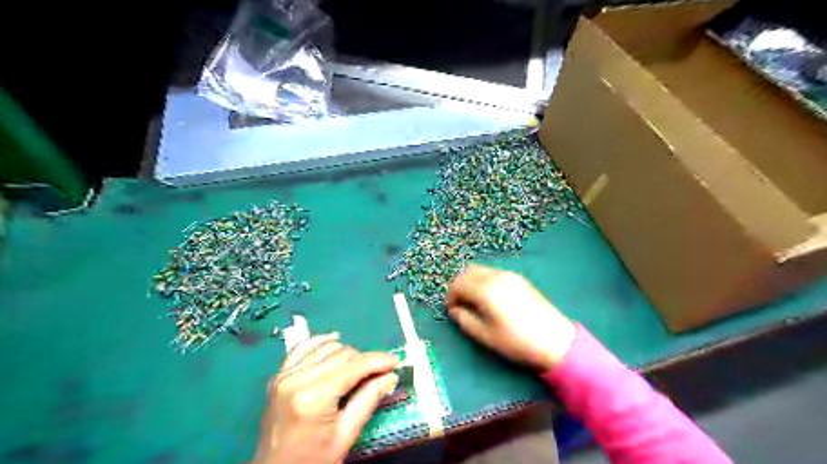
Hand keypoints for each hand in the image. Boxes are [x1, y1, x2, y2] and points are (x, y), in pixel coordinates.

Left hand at [256, 333, 399, 463]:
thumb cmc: (313, 460)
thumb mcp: (345, 436)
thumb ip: (368, 400)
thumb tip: (390, 376)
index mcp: (314, 397)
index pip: (353, 366)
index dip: (377, 361)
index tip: (395, 362)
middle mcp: (297, 379)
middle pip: (341, 354)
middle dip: (364, 359)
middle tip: (380, 371)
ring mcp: (285, 375)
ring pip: (325, 348)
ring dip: (346, 353)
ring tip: (360, 367)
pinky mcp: (279, 376)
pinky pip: (302, 348)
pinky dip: (320, 342)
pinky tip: (334, 341)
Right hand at [449, 265, 575, 369]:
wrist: (556, 341)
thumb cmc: (517, 342)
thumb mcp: (486, 336)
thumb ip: (465, 320)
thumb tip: (455, 310)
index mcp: (486, 290)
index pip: (458, 283)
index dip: (450, 296)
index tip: (452, 311)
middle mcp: (497, 276)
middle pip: (468, 271)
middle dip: (459, 286)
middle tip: (460, 304)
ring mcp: (510, 275)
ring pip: (481, 270)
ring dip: (472, 282)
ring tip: (475, 302)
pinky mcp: (520, 279)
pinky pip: (494, 273)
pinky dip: (484, 281)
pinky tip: (490, 298)